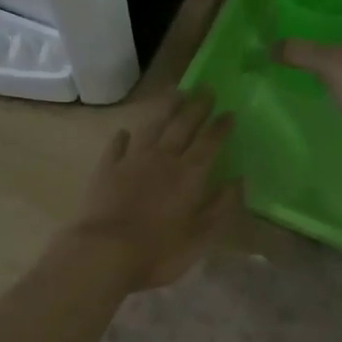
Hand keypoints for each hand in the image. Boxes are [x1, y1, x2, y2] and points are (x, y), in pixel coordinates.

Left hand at [65, 91, 238, 291]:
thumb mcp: (199, 236)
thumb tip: (238, 181)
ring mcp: (132, 160)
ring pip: (152, 127)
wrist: (104, 253)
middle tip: (205, 89)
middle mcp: (163, 158)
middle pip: (183, 126)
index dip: (221, 127)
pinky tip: (126, 132)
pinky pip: (117, 146)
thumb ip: (220, 207)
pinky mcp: (106, 169)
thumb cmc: (158, 252)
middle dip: (196, 107)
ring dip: (165, 109)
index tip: (230, 112)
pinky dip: (123, 137)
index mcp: (189, 174)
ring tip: (174, 93)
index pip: (210, 142)